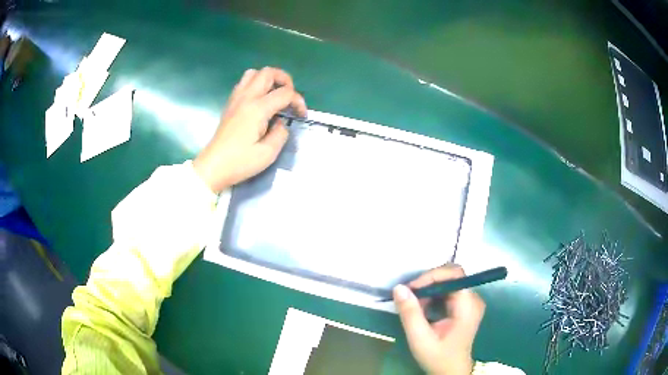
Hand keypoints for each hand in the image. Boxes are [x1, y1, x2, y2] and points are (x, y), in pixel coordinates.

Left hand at [193, 67, 306, 192]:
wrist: (213, 167)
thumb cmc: (240, 162)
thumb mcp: (268, 153)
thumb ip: (280, 133)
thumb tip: (281, 123)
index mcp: (257, 109)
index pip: (285, 93)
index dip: (298, 101)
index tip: (301, 115)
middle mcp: (246, 98)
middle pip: (268, 72)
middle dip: (285, 79)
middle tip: (290, 96)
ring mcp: (236, 99)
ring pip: (254, 73)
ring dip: (268, 79)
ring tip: (275, 94)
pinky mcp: (230, 104)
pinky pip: (244, 83)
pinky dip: (256, 84)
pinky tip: (260, 100)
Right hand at [393, 264, 484, 374]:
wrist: (451, 371)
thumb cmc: (438, 357)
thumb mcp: (420, 339)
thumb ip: (410, 313)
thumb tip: (399, 287)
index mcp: (468, 306)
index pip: (455, 274)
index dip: (433, 275)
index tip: (412, 288)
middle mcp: (473, 299)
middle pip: (452, 275)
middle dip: (428, 282)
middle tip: (410, 296)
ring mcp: (471, 301)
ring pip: (449, 281)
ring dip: (429, 288)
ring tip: (415, 305)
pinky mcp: (465, 305)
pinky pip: (449, 290)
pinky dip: (433, 295)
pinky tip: (423, 308)